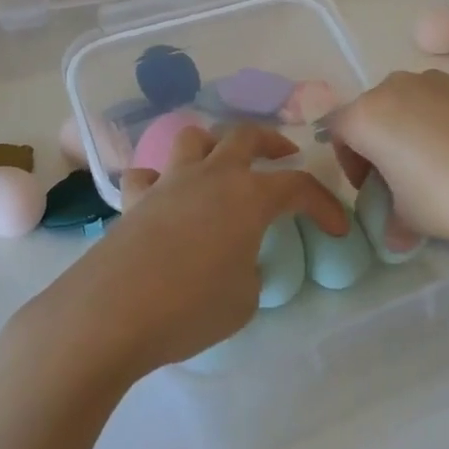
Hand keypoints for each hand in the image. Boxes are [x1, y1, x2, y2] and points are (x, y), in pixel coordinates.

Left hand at [16, 123, 348, 385]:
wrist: (110, 313)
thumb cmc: (189, 307)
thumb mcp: (244, 300)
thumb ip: (251, 270)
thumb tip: (239, 259)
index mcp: (248, 196)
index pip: (298, 187)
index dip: (323, 205)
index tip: (337, 228)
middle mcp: (210, 176)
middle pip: (245, 135)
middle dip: (271, 141)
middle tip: (285, 155)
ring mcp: (168, 183)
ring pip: (193, 138)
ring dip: (214, 144)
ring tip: (221, 163)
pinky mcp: (134, 201)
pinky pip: (148, 175)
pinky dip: (159, 180)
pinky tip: (162, 198)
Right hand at [327, 69, 448, 254]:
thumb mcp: (409, 220)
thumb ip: (392, 221)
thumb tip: (395, 234)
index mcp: (367, 115)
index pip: (337, 130)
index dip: (349, 162)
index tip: (372, 189)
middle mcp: (395, 87)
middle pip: (371, 112)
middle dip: (377, 143)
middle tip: (399, 179)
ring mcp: (434, 80)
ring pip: (405, 102)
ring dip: (408, 128)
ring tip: (434, 164)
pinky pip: (438, 100)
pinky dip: (439, 120)